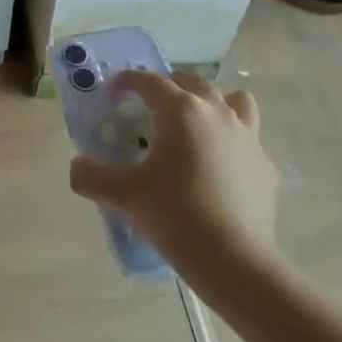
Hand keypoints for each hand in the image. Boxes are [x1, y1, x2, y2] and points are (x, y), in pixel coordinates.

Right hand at [68, 71, 280, 292]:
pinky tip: (219, 166)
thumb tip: (77, 165)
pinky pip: (247, 137)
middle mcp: (216, 112)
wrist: (234, 260)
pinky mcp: (264, 163)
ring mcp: (247, 135)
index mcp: (180, 111)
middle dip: (168, 86)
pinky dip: (231, 141)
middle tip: (150, 108)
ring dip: (211, 103)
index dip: (127, 82)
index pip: (149, 81)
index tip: (114, 93)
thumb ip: (92, 177)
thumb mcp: (123, 197)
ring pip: (232, 100)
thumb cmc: (175, 217)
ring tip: (196, 124)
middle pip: (191, 82)